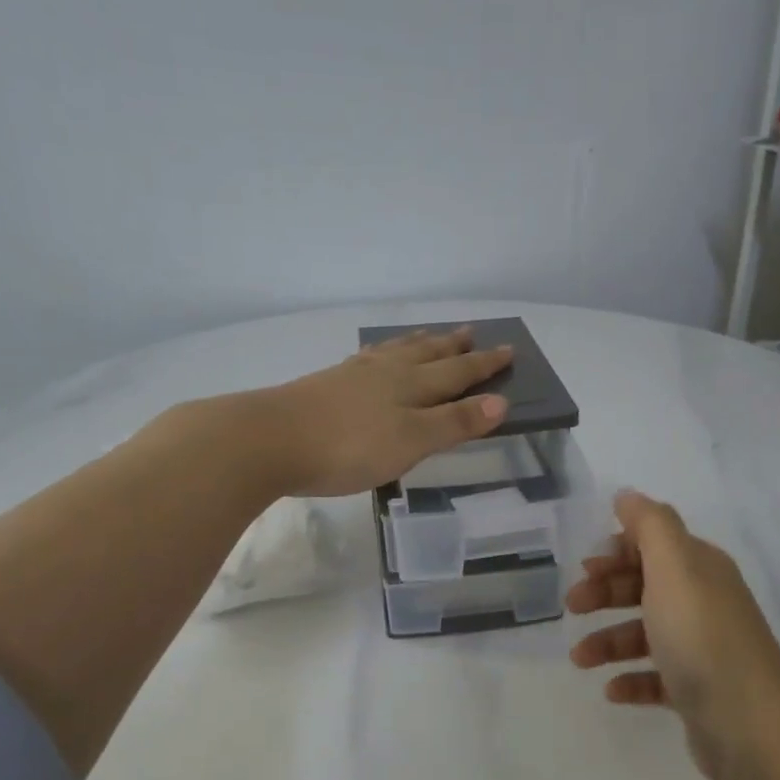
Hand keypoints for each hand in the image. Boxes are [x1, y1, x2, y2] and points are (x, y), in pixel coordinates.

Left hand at [260, 326, 513, 497]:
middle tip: (471, 333)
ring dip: (418, 344)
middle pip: (427, 355)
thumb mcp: (412, 441)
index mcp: (411, 386)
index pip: (457, 373)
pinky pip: (368, 360)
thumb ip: (454, 423)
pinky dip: (382, 353)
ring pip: (395, 352)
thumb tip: (501, 402)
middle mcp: (386, 373)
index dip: (484, 366)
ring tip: (430, 336)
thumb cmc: (349, 446)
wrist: (271, 439)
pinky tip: (375, 357)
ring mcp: (353, 375)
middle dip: (453, 348)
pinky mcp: (326, 384)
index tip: (508, 350)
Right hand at [566, 491, 779, 779]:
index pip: (655, 544)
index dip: (618, 551)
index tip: (584, 568)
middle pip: (645, 586)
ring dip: (608, 641)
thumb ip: (650, 525)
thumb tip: (628, 495)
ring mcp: (702, 648)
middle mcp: (703, 602)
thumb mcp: (673, 567)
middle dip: (605, 593)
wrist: (750, 726)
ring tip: (581, 660)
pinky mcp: (697, 690)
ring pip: (645, 633)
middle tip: (572, 607)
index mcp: (700, 569)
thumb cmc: (701, 638)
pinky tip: (612, 690)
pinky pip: (655, 678)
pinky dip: (630, 679)